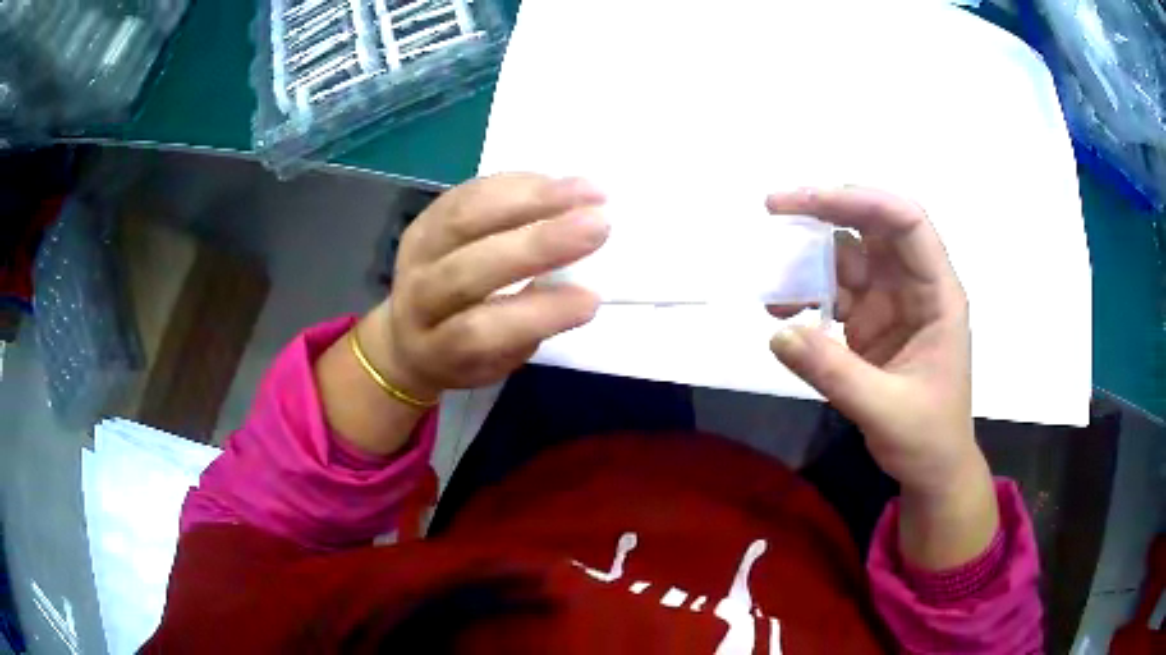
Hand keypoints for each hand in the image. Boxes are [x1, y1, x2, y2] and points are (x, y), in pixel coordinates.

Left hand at [369, 173, 609, 398]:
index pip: (479, 332)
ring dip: (533, 199)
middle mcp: (418, 299)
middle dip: (539, 245)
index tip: (591, 299)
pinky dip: (517, 183)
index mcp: (437, 349)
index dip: (536, 315)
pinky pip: (469, 192)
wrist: (407, 332)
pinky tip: (557, 183)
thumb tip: (574, 284)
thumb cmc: (466, 355)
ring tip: (587, 192)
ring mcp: (417, 252)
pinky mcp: (425, 218)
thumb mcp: (496, 363)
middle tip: (598, 226)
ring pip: (467, 218)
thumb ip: (525, 329)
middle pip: (469, 270)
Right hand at [765, 187, 980, 498]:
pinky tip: (784, 314)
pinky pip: (834, 293)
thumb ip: (834, 372)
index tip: (809, 203)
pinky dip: (807, 296)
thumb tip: (778, 333)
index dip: (861, 201)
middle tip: (774, 209)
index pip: (906, 222)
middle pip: (873, 227)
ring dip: (809, 261)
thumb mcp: (886, 409)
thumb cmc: (928, 438)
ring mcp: (891, 303)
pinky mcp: (869, 323)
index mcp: (937, 293)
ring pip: (848, 257)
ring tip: (774, 288)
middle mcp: (915, 286)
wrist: (933, 469)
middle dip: (826, 211)